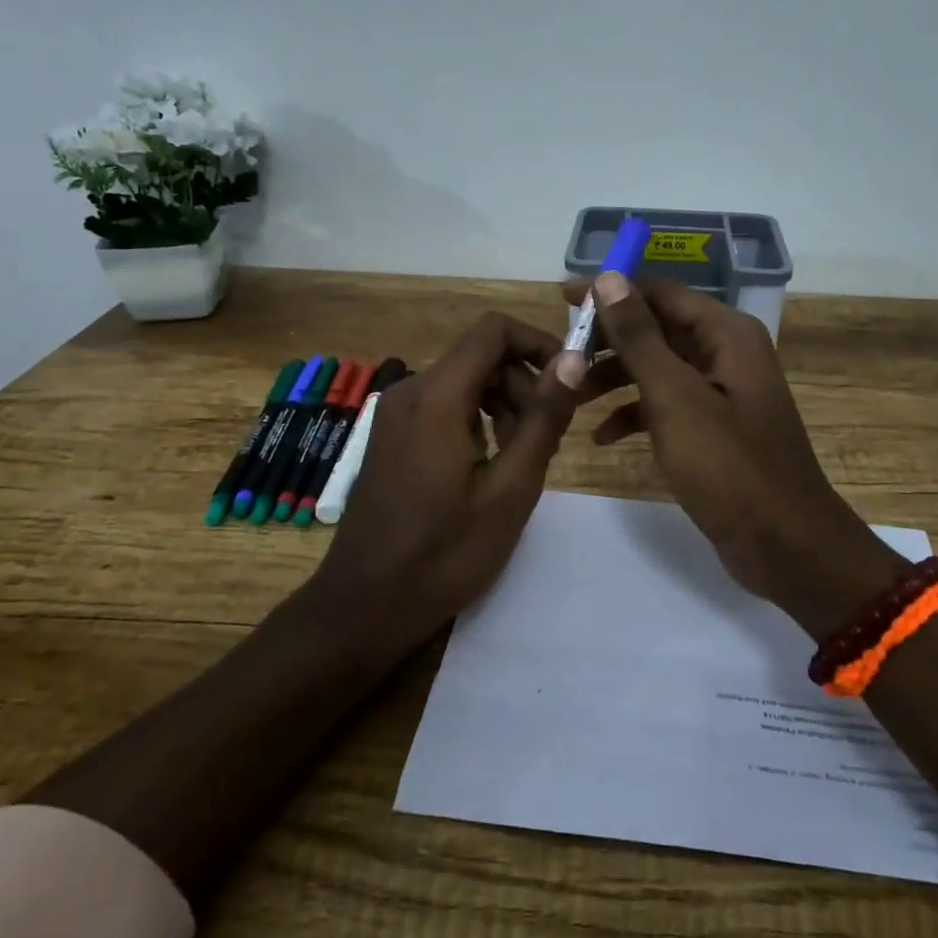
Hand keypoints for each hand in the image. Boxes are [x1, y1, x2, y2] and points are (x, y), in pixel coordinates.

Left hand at [306, 311, 584, 657]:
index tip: (567, 381)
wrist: (364, 607)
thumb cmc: (444, 554)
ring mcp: (395, 413)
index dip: (538, 342)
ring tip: (519, 462)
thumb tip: (573, 358)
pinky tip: (486, 469)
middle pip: (481, 358)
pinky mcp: (391, 435)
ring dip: (502, 407)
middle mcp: (410, 390)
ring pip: (464, 382)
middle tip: (547, 442)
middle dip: (523, 386)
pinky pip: (443, 406)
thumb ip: (543, 418)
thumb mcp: (511, 488)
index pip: (493, 331)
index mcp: (436, 396)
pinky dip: (475, 421)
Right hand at [569, 275, 905, 638]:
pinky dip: (635, 413)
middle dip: (608, 340)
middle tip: (560, 354)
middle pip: (657, 328)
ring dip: (615, 378)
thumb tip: (609, 278)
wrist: (785, 546)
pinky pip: (667, 404)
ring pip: (658, 367)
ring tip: (571, 395)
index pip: (659, 292)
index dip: (610, 292)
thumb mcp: (675, 397)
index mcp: (726, 333)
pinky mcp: (714, 426)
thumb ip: (640, 337)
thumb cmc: (728, 466)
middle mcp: (727, 352)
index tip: (561, 300)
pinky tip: (600, 436)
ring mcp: (722, 391)